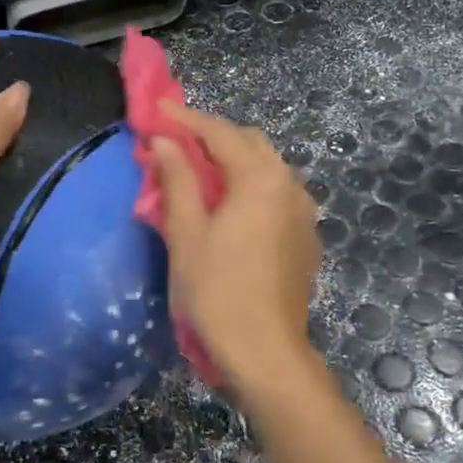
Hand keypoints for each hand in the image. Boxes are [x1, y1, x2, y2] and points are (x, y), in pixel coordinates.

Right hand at [150, 102, 322, 394]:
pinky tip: (229, 205)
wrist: (266, 352)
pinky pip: (276, 192)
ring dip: (233, 160)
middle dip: (211, 136)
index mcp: (260, 179)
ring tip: (198, 172)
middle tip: (175, 142)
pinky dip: (250, 185)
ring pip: (266, 167)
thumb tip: (165, 141)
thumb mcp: (187, 234)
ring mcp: (304, 210)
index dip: (185, 119)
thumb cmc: (217, 292)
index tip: (157, 110)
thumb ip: (178, 180)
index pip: (219, 133)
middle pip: (248, 143)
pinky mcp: (306, 234)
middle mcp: (289, 184)